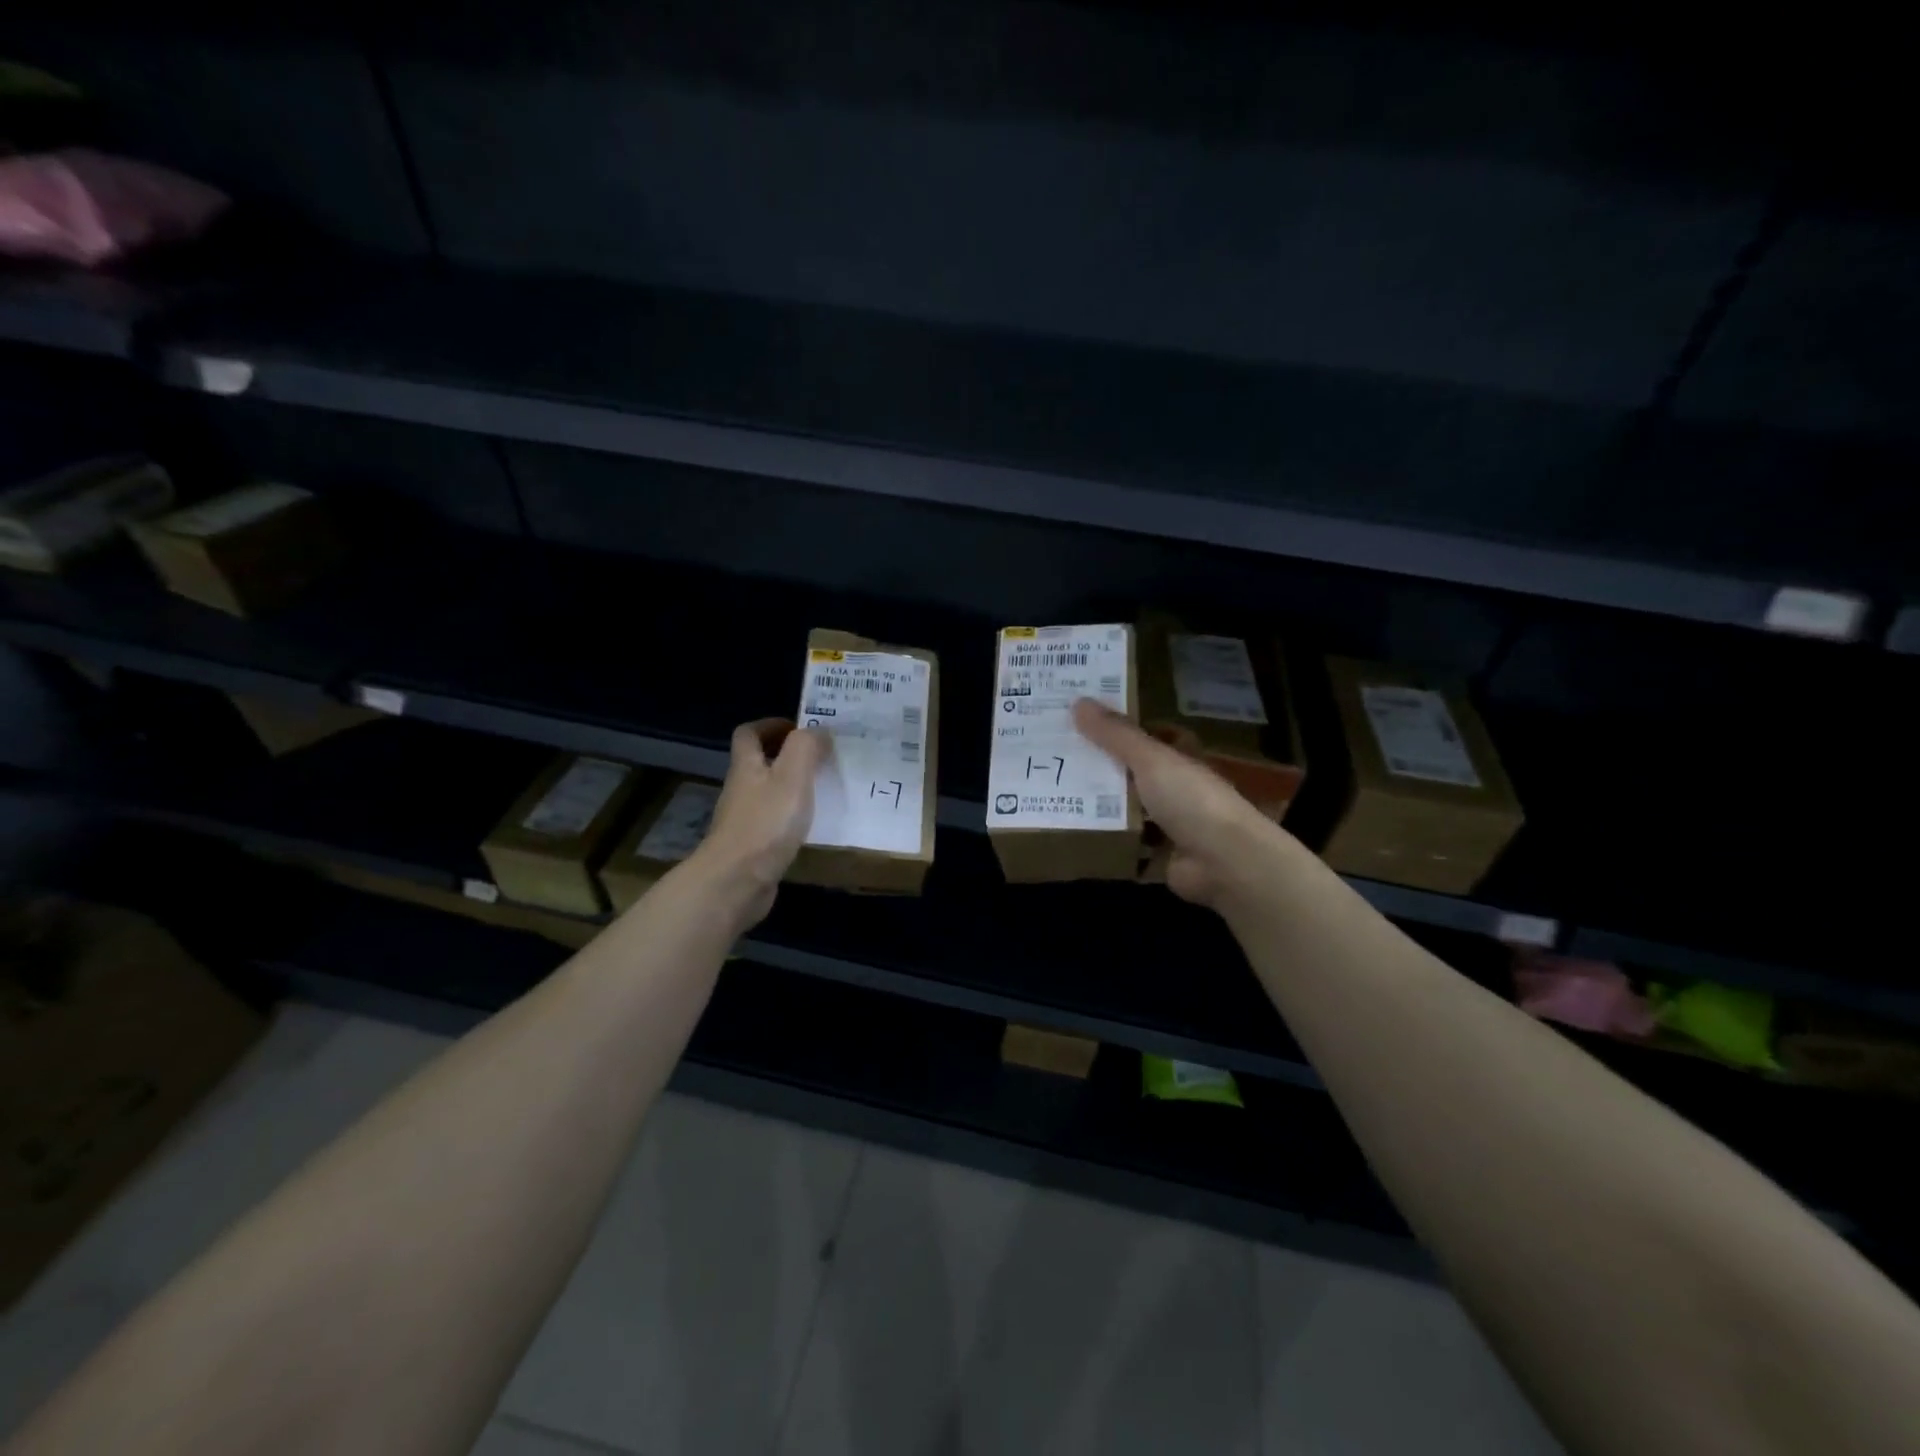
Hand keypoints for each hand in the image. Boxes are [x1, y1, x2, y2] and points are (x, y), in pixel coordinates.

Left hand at [690, 718, 825, 924]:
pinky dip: (791, 817)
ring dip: (792, 787)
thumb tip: (818, 729)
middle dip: (787, 756)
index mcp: (747, 766)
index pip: (749, 733)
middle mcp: (741, 789)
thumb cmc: (766, 823)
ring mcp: (744, 820)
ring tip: (824, 789)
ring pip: (768, 793)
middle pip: (758, 762)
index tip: (801, 728)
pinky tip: (813, 826)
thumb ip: (806, 747)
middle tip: (822, 758)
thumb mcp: (792, 776)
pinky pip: (773, 822)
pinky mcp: (752, 847)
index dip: (771, 725)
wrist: (737, 882)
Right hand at [1072, 698, 1292, 909]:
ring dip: (1103, 809)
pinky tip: (1077, 837)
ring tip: (1058, 797)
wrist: (1224, 862)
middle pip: (1136, 775)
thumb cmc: (1190, 799)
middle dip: (1104, 769)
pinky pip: (1129, 848)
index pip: (1154, 736)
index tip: (1088, 724)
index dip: (1125, 729)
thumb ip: (1115, 735)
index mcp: (1182, 760)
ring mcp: (1172, 826)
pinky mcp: (1162, 858)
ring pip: (1131, 812)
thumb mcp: (1150, 758)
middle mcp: (1179, 789)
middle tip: (1059, 759)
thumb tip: (1078, 702)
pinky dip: (1109, 845)